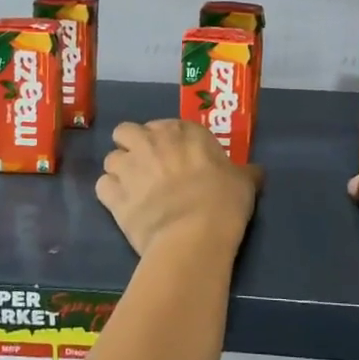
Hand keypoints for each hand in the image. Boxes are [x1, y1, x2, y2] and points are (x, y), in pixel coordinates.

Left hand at [96, 120, 259, 256]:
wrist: (193, 234)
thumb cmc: (223, 201)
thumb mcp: (243, 182)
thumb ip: (244, 172)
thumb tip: (256, 171)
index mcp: (183, 131)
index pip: (165, 124)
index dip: (166, 140)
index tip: (175, 157)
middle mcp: (151, 141)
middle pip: (126, 131)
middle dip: (132, 145)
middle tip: (146, 166)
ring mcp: (128, 166)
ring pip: (111, 158)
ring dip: (119, 171)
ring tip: (132, 189)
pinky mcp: (113, 195)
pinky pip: (102, 186)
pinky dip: (110, 194)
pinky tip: (121, 206)